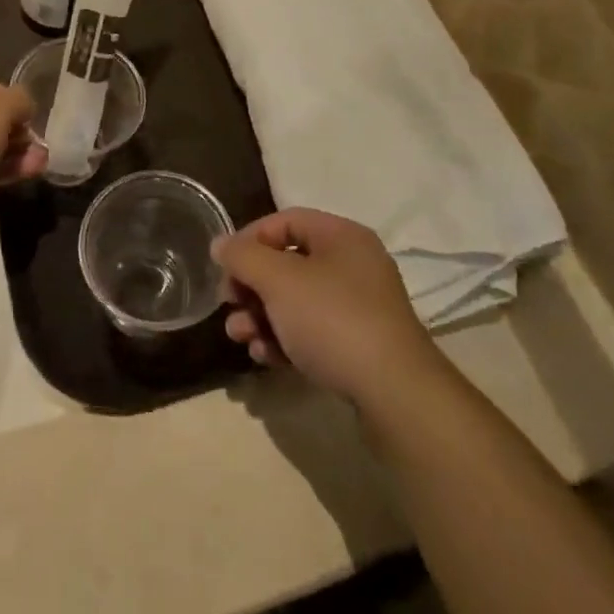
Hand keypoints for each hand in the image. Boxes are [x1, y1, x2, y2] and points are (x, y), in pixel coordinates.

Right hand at [213, 210, 445, 409]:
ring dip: (261, 316)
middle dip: (251, 285)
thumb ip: (243, 257)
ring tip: (240, 337)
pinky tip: (266, 357)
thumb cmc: (332, 320)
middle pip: (287, 263)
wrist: (394, 393)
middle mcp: (353, 264)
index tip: (223, 266)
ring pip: (296, 301)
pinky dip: (284, 339)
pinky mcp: (358, 345)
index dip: (249, 239)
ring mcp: (358, 307)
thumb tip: (220, 243)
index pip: (285, 220)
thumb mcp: (279, 281)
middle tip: (228, 305)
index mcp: (341, 236)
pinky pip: (312, 331)